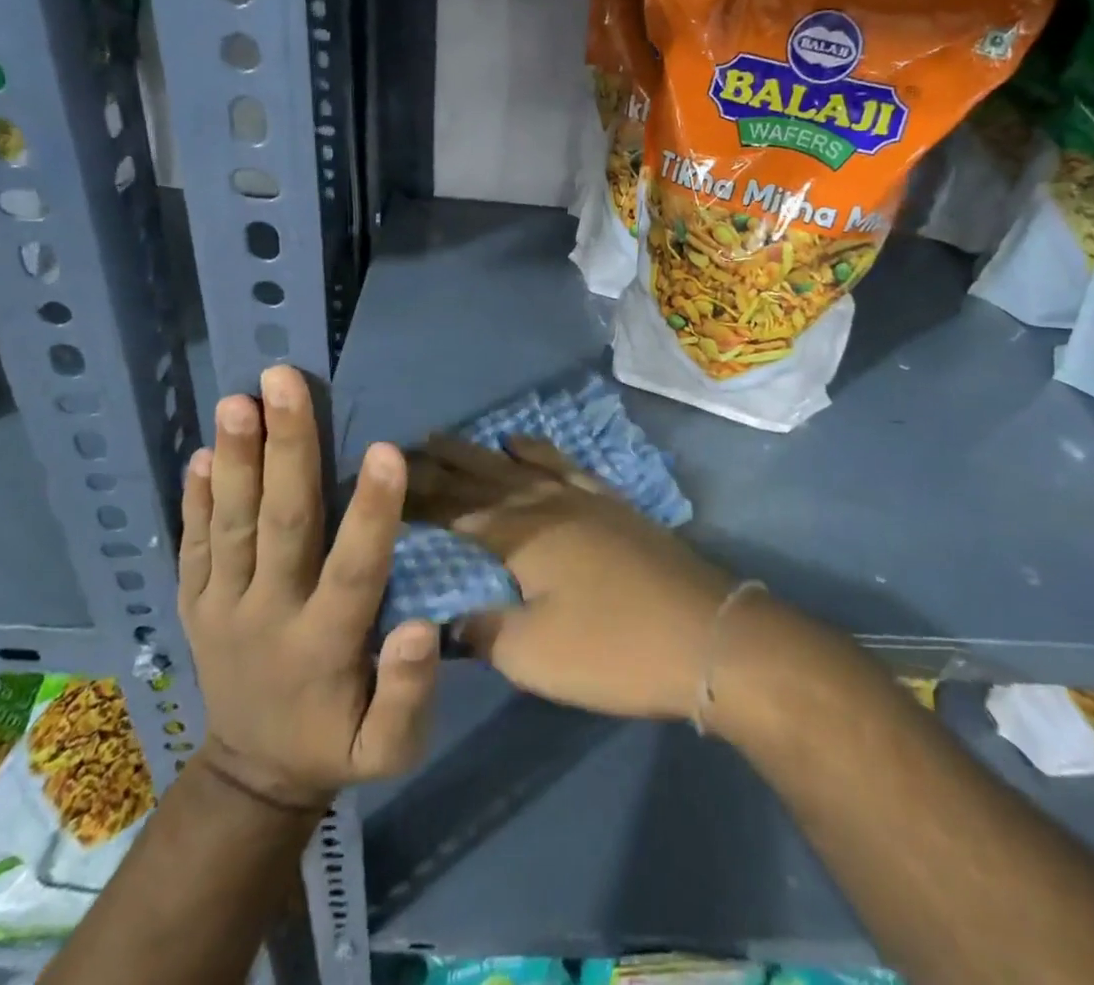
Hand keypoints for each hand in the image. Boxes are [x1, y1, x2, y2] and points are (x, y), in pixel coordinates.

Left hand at [177, 365, 439, 810]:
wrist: (251, 776)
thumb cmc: (336, 744)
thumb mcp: (389, 750)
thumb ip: (408, 694)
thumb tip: (420, 627)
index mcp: (324, 646)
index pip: (354, 570)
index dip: (371, 512)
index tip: (386, 450)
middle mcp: (268, 615)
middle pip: (280, 524)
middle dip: (286, 449)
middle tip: (283, 382)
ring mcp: (222, 607)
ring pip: (231, 524)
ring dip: (235, 459)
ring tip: (236, 400)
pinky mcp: (194, 604)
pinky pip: (193, 546)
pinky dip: (195, 499)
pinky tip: (200, 453)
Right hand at [407, 434, 731, 720]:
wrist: (708, 636)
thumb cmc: (613, 647)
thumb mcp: (534, 654)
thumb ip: (481, 631)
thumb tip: (444, 619)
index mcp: (521, 535)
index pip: (455, 508)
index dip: (418, 496)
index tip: (385, 482)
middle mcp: (548, 504)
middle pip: (485, 476)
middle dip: (444, 462)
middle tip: (410, 445)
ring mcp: (585, 500)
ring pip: (522, 465)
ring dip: (485, 452)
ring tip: (455, 439)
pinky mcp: (614, 507)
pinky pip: (566, 467)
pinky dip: (541, 452)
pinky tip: (529, 446)